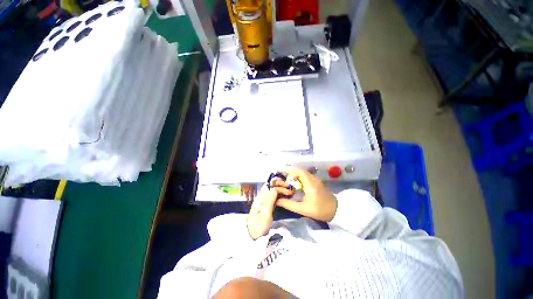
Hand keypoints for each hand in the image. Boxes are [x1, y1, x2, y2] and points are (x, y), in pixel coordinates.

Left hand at [247, 182, 293, 239]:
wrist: (252, 236)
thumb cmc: (259, 226)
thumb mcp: (265, 215)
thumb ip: (269, 201)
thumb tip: (273, 189)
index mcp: (260, 198)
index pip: (270, 187)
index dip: (280, 187)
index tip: (288, 191)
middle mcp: (261, 197)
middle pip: (271, 187)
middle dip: (281, 186)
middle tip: (290, 191)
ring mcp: (263, 201)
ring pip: (272, 191)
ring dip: (280, 190)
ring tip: (289, 193)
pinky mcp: (266, 205)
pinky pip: (273, 196)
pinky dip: (279, 195)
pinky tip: (284, 197)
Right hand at [276, 167, 337, 221]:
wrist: (337, 211)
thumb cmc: (320, 210)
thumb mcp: (303, 209)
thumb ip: (289, 204)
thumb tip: (277, 201)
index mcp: (310, 183)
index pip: (299, 171)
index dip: (289, 171)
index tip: (282, 175)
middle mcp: (313, 179)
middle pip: (300, 171)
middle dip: (290, 173)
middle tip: (283, 180)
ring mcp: (315, 180)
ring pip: (302, 173)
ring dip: (294, 176)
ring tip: (287, 182)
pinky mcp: (316, 182)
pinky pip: (305, 176)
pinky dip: (298, 178)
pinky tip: (295, 185)